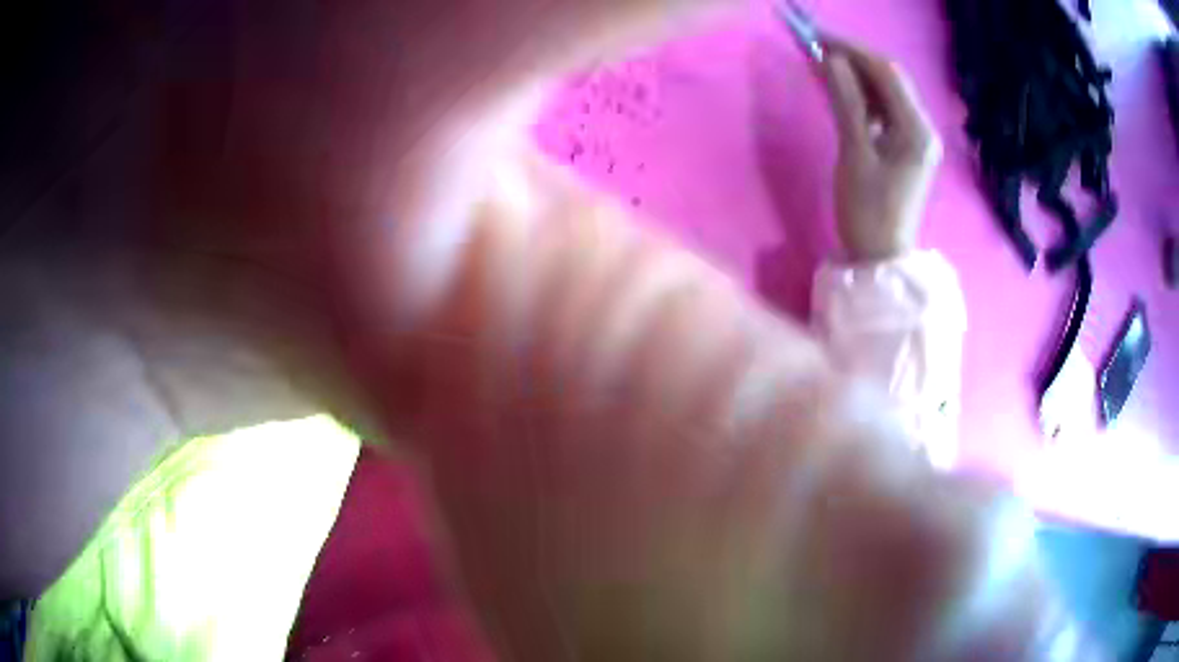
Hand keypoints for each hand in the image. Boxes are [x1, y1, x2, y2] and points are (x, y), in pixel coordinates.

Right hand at [823, 40, 941, 261]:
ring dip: (859, 75)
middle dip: (856, 58)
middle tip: (818, 47)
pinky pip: (887, 108)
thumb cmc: (867, 210)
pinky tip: (844, 92)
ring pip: (888, 91)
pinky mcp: (908, 146)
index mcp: (916, 129)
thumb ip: (845, 102)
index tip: (818, 38)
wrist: (881, 257)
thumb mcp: (854, 154)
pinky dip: (865, 95)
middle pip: (891, 78)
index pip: (887, 72)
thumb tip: (830, 59)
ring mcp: (918, 137)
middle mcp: (924, 127)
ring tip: (826, 66)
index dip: (853, 50)